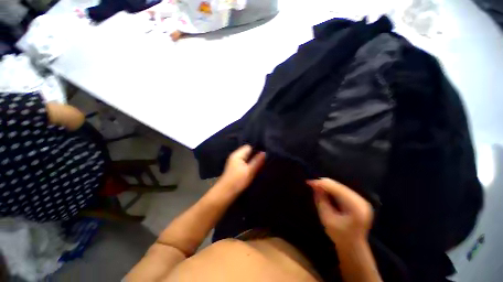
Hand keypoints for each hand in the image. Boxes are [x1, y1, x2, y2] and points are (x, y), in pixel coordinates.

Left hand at [217, 145, 265, 193]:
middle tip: (265, 158)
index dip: (257, 148)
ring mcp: (235, 162)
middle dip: (256, 154)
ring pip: (247, 157)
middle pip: (248, 151)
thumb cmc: (237, 181)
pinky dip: (250, 164)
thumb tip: (264, 152)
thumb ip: (257, 161)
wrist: (225, 193)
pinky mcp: (236, 167)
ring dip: (253, 160)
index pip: (249, 146)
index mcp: (237, 154)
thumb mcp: (249, 171)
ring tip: (262, 162)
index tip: (265, 153)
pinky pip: (245, 162)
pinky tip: (255, 167)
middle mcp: (236, 156)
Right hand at [307, 178, 373, 245]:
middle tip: (311, 184)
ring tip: (315, 187)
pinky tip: (324, 190)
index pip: (337, 190)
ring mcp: (361, 199)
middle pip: (339, 186)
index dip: (322, 184)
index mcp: (356, 208)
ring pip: (340, 186)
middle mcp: (361, 201)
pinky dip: (331, 188)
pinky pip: (342, 189)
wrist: (353, 246)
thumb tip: (315, 186)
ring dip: (327, 185)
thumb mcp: (326, 219)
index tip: (309, 183)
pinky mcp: (358, 199)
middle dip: (323, 183)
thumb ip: (321, 201)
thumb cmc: (339, 235)